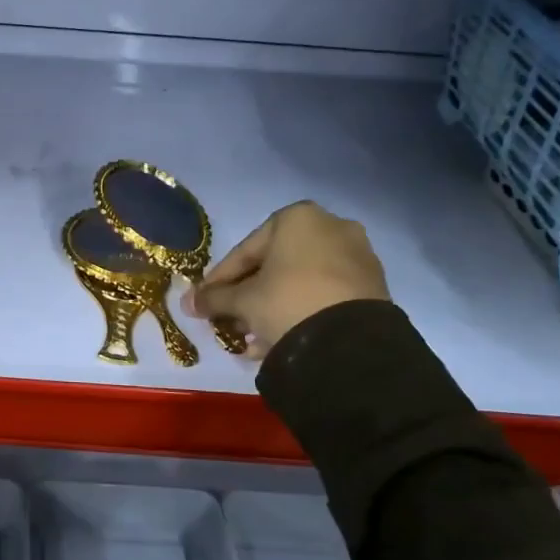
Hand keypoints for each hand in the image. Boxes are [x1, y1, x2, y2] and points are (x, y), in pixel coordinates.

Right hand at [183, 201, 387, 358]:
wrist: (351, 341)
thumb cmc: (287, 302)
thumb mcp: (243, 301)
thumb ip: (213, 298)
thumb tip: (187, 302)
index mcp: (296, 218)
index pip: (244, 251)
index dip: (219, 280)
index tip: (203, 302)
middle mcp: (331, 226)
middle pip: (274, 265)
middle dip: (247, 296)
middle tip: (229, 320)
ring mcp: (356, 255)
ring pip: (299, 282)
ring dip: (271, 307)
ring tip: (252, 337)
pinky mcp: (372, 285)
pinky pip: (323, 295)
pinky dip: (299, 312)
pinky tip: (280, 339)